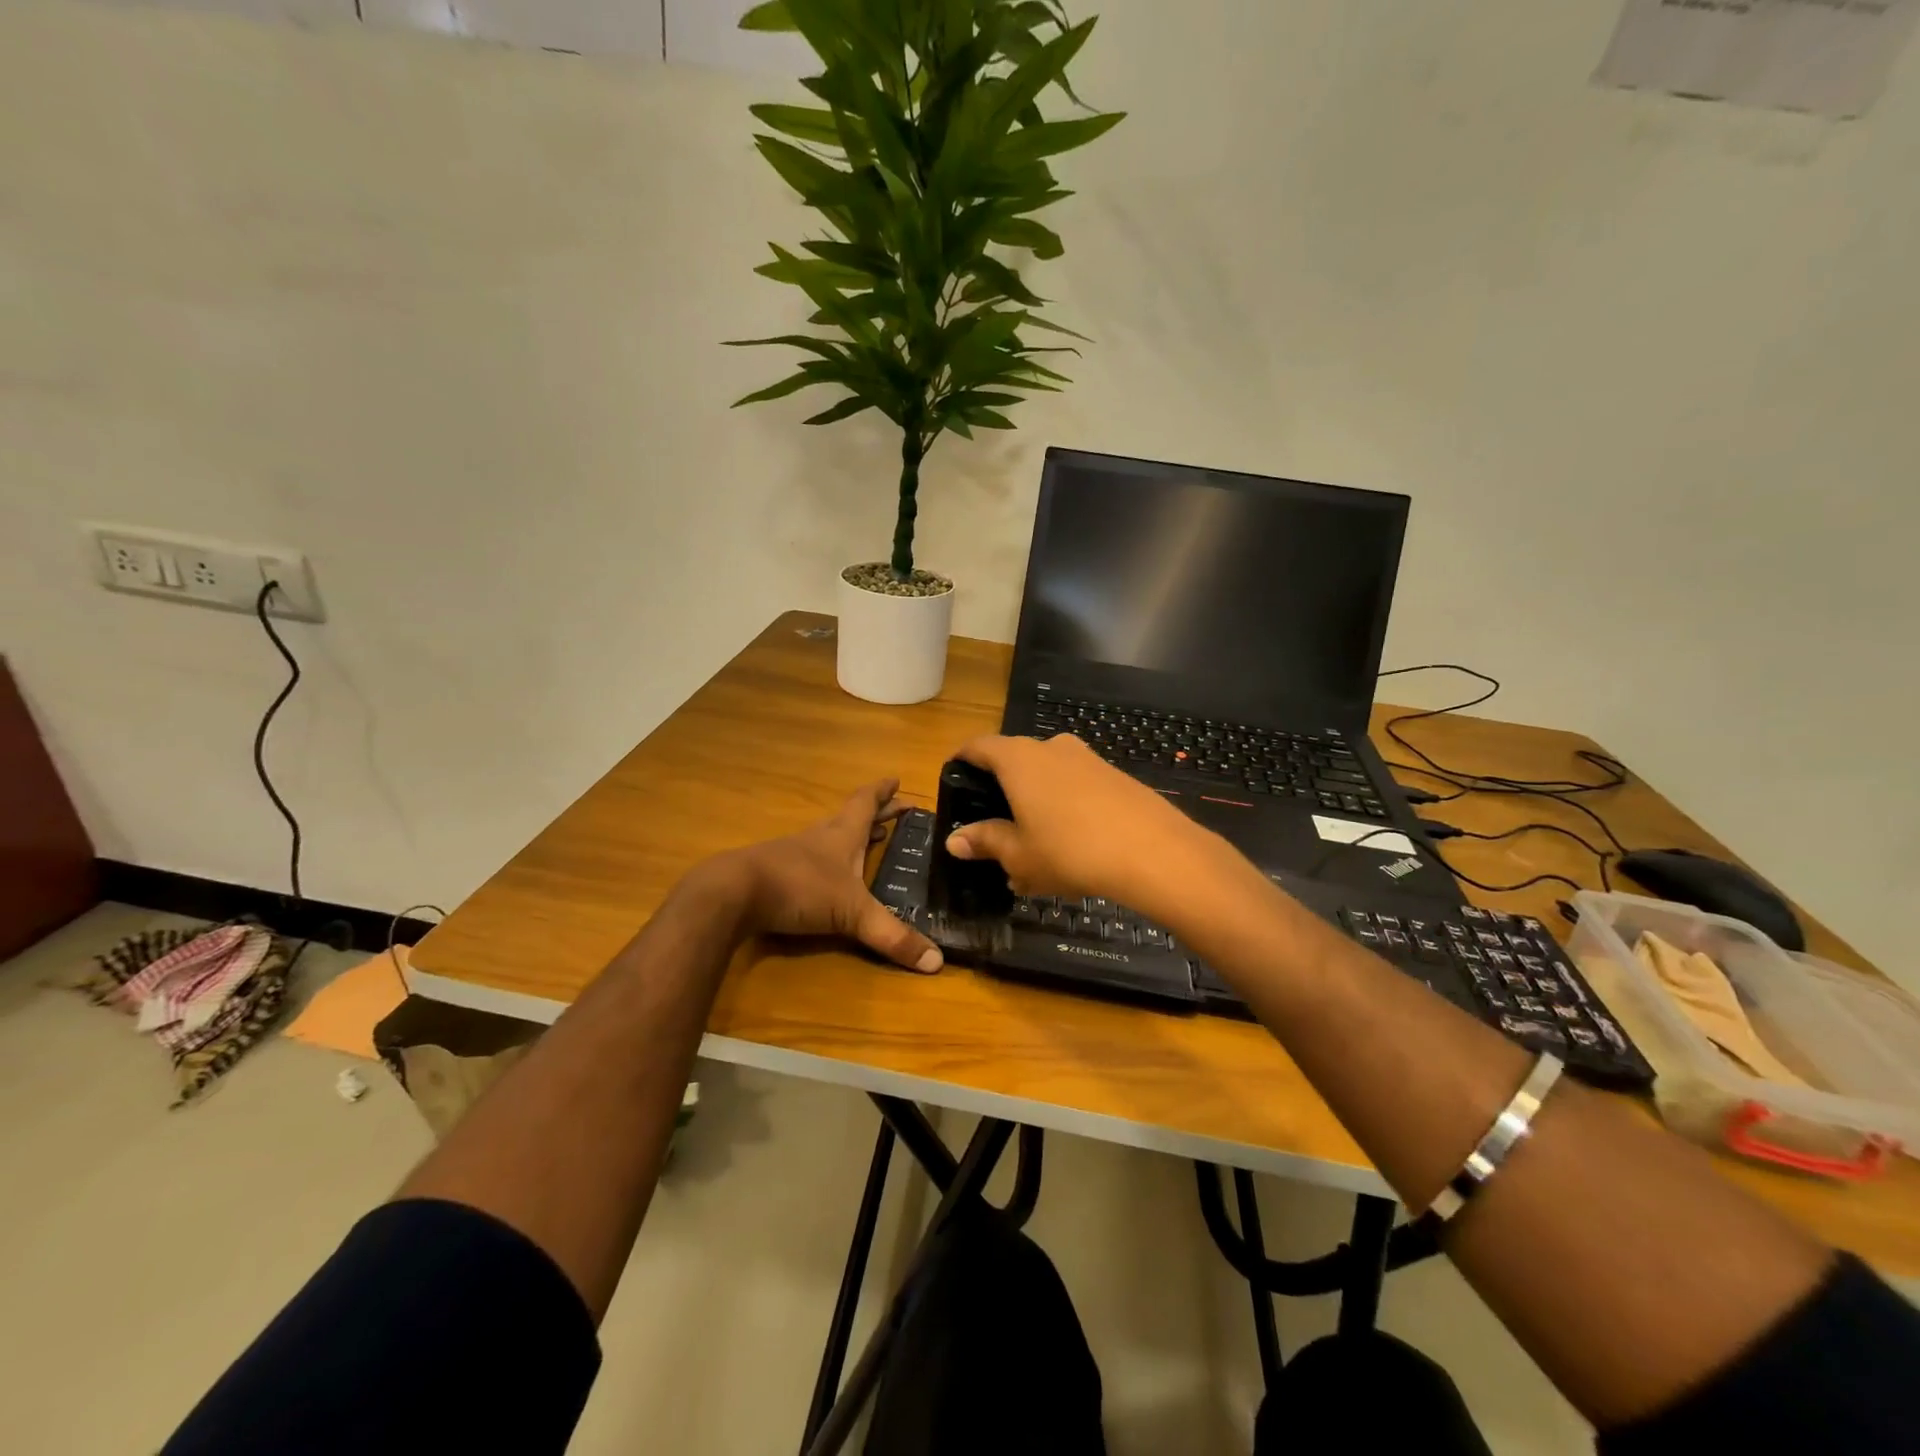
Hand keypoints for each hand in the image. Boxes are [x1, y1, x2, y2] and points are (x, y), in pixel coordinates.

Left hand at [708, 779, 941, 973]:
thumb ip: (892, 936)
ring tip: (871, 841)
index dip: (883, 792)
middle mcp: (820, 837)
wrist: (734, 893)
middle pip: (851, 817)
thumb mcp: (852, 913)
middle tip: (897, 810)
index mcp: (842, 834)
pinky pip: (811, 862)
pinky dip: (829, 863)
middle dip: (876, 814)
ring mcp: (794, 854)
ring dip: (852, 837)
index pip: (866, 803)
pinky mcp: (775, 874)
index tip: (896, 779)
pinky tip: (829, 878)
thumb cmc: (799, 888)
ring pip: (830, 838)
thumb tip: (937, 962)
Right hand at [943, 735, 1215, 909]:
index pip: (978, 746)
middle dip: (1001, 793)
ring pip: (1048, 777)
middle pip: (1014, 761)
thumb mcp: (1019, 855)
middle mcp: (1051, 748)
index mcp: (1019, 759)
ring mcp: (1087, 759)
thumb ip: (985, 841)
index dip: (962, 761)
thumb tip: (954, 840)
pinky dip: (1064, 809)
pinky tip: (1070, 849)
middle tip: (994, 831)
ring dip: (1035, 805)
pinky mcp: (1115, 776)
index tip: (954, 781)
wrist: (1154, 852)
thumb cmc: (1070, 850)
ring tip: (1033, 850)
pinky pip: (1076, 787)